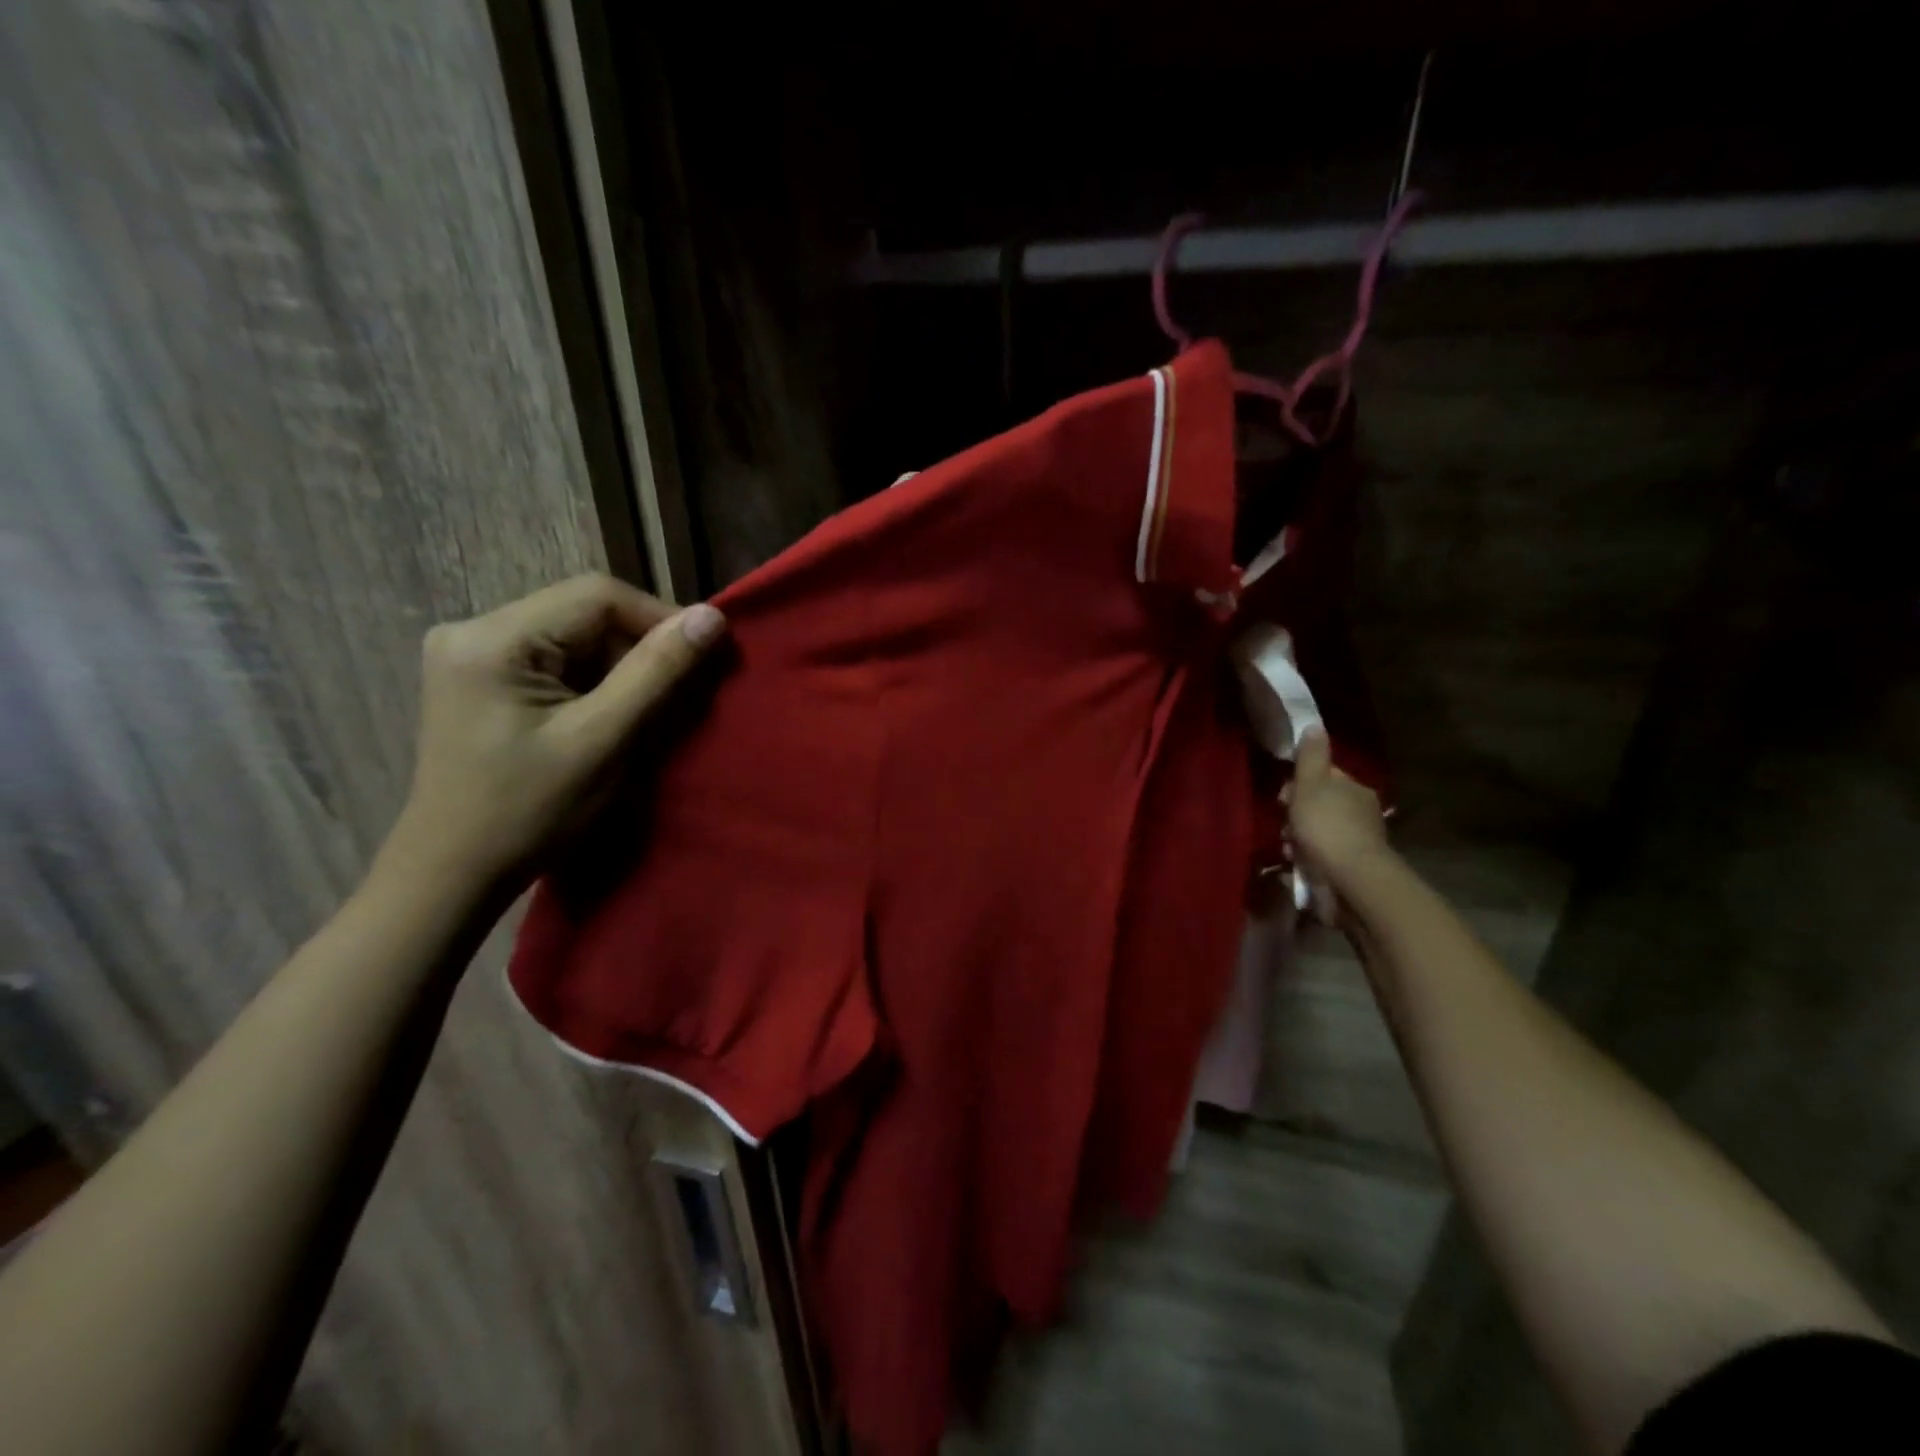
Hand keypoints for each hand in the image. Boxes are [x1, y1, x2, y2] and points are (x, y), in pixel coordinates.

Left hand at [383, 574, 726, 893]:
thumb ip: (657, 673)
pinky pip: (556, 659)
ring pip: (575, 636)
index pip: (598, 596)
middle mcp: (473, 629)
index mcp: (493, 639)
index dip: (660, 619)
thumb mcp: (603, 741)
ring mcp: (473, 653)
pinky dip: (594, 682)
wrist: (454, 873)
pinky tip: (607, 717)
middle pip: (584, 613)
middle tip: (678, 696)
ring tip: (647, 712)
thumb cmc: (529, 814)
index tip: (704, 660)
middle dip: (640, 649)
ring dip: (621, 668)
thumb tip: (713, 616)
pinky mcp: (481, 677)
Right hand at [1285, 727, 1392, 910]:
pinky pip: (1322, 855)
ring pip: (1319, 831)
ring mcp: (1358, 841)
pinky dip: (1308, 858)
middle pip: (1319, 804)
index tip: (1283, 797)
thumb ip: (1311, 756)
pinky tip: (1297, 864)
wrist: (1350, 879)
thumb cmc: (1326, 826)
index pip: (1324, 776)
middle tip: (1284, 825)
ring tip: (1288, 848)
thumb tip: (1315, 725)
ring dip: (1300, 838)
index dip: (1299, 783)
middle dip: (1297, 813)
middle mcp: (1361, 811)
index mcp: (1354, 788)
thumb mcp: (1311, 784)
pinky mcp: (1351, 867)